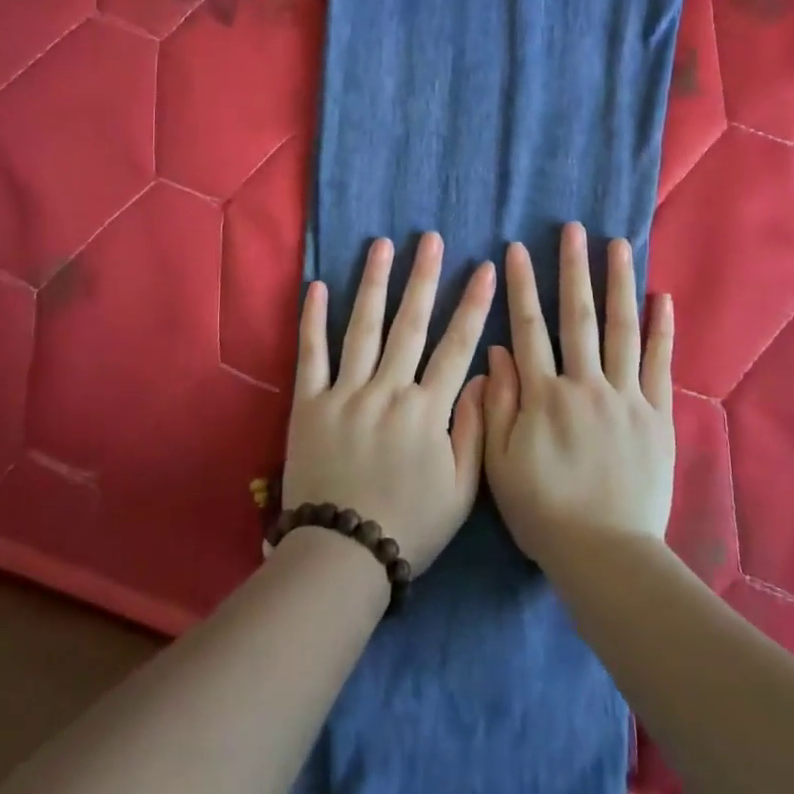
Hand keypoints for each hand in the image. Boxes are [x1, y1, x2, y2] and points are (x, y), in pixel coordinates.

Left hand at [283, 232, 495, 575]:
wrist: (343, 555)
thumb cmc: (409, 525)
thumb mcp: (460, 490)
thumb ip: (473, 429)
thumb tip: (480, 376)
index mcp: (427, 410)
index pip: (456, 346)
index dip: (473, 305)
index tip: (485, 268)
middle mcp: (388, 390)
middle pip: (410, 324)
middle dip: (424, 277)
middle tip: (431, 238)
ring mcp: (345, 393)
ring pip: (363, 328)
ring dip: (374, 284)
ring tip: (382, 245)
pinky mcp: (309, 403)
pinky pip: (311, 354)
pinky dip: (313, 319)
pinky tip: (318, 286)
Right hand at [482, 222, 675, 571]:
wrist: (605, 554)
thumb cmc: (544, 512)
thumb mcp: (499, 463)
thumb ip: (497, 403)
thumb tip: (496, 351)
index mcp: (543, 395)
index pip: (528, 327)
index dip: (521, 286)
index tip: (515, 250)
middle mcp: (585, 384)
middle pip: (578, 316)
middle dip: (573, 268)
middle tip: (573, 228)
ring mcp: (626, 396)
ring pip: (622, 328)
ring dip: (618, 283)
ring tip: (616, 244)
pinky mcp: (657, 414)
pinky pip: (660, 363)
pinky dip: (662, 329)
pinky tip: (661, 297)